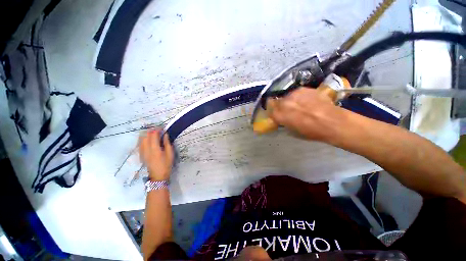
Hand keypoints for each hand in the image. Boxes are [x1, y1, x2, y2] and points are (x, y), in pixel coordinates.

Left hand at [139, 129, 173, 180]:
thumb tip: (165, 134)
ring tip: (153, 134)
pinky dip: (144, 139)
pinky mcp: (141, 154)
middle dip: (152, 131)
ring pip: (141, 139)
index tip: (162, 128)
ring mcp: (142, 152)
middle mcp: (146, 149)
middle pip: (146, 135)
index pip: (153, 135)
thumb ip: (167, 143)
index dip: (158, 130)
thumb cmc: (166, 164)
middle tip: (159, 131)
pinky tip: (148, 140)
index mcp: (155, 149)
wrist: (158, 175)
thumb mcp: (170, 153)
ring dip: (147, 134)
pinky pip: (140, 144)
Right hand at [266, 87, 344, 141]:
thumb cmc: (311, 132)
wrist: (333, 122)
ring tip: (299, 105)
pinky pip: (296, 93)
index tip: (275, 113)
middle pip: (275, 101)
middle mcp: (284, 103)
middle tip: (287, 110)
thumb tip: (282, 119)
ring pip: (286, 96)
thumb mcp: (292, 131)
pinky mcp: (303, 89)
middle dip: (279, 105)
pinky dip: (298, 97)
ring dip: (289, 101)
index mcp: (279, 115)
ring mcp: (294, 94)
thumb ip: (283, 122)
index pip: (268, 109)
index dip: (271, 111)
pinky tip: (307, 101)